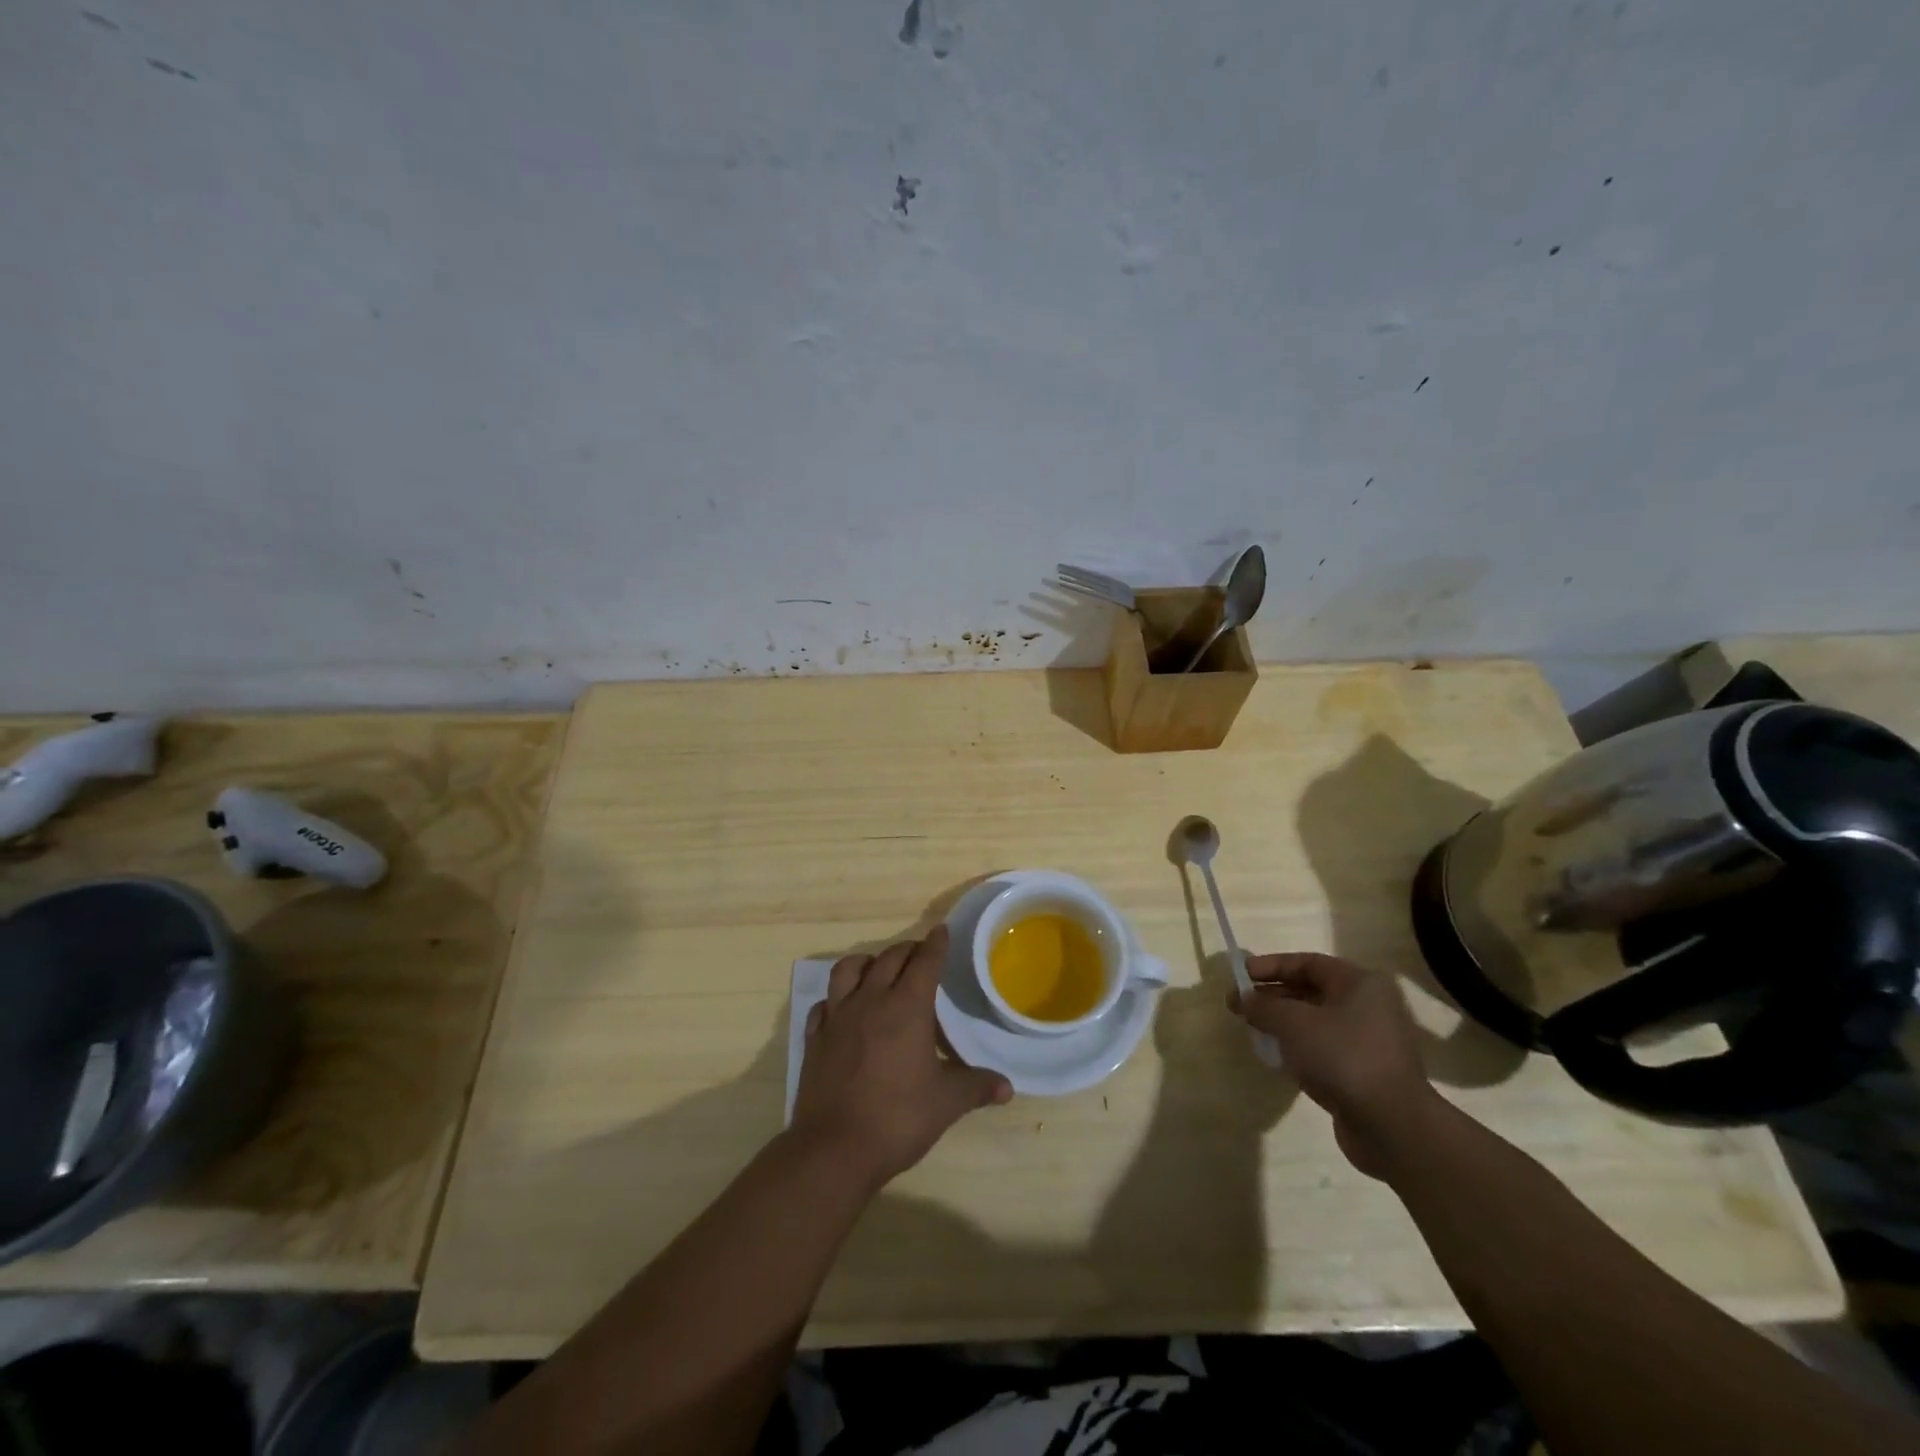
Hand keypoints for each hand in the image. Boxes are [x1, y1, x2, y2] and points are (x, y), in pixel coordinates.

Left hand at [790, 926, 1012, 1188]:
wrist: (834, 1149)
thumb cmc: (897, 1119)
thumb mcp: (946, 1104)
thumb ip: (976, 1087)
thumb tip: (1008, 1088)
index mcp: (907, 1008)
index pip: (925, 962)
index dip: (936, 944)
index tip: (942, 931)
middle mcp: (871, 1001)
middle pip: (889, 959)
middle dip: (907, 950)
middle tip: (919, 955)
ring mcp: (838, 1017)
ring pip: (848, 970)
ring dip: (867, 963)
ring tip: (877, 969)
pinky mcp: (815, 1038)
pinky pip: (824, 1004)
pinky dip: (835, 998)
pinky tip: (842, 1009)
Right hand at [1230, 952, 1439, 1177]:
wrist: (1392, 1127)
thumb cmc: (1343, 1058)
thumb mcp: (1293, 1024)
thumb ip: (1263, 1006)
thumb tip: (1242, 998)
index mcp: (1359, 984)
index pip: (1307, 963)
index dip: (1271, 966)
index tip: (1240, 975)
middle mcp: (1369, 1006)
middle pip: (1311, 991)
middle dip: (1272, 996)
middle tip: (1239, 1005)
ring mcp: (1369, 1041)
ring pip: (1316, 1021)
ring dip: (1283, 1023)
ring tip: (1253, 1030)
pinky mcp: (1365, 1071)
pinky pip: (1324, 1048)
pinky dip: (1299, 1047)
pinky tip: (1277, 1057)